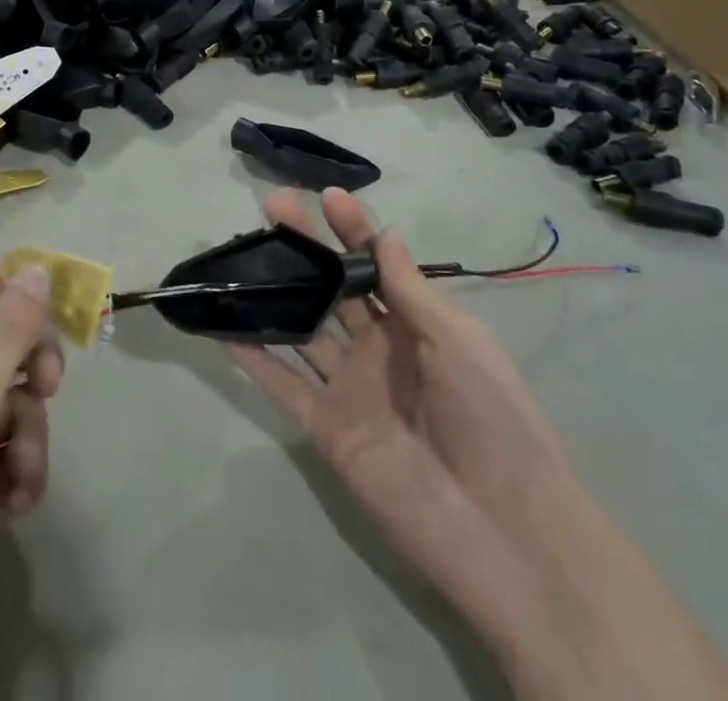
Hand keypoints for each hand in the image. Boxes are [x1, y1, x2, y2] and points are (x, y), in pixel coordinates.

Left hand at [0, 264, 62, 700]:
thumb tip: (38, 267)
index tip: (69, 303)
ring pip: (16, 404)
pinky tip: (15, 504)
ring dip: (30, 436)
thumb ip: (7, 332)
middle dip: (35, 368)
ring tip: (20, 477)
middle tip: (50, 389)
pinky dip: (20, 472)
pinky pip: (11, 451)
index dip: (24, 289)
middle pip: (7, 347)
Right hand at [228, 189, 727, 700]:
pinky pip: (285, 386)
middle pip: (333, 287)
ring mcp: (350, 387)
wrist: (503, 530)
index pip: (376, 264)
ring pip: (303, 328)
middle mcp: (377, 348)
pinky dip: (255, 359)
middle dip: (307, 245)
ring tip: (242, 254)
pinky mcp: (328, 428)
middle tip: (275, 205)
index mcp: (415, 324)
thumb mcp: (459, 341)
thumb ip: (411, 290)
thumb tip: (385, 232)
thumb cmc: (492, 419)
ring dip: (275, 292)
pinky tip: (225, 328)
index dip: (353, 230)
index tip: (328, 197)